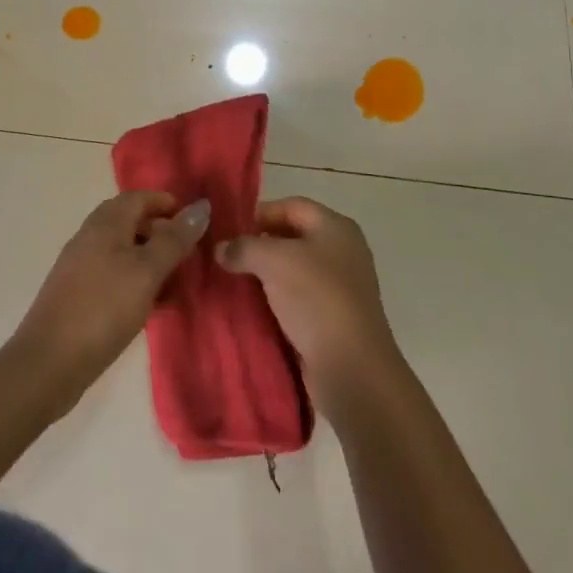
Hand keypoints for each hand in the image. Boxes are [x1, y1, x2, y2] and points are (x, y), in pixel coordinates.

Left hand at [10, 191, 209, 404]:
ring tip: (176, 285)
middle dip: (161, 233)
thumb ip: (174, 240)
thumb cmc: (103, 308)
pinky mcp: (78, 296)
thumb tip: (200, 206)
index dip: (166, 203)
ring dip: (151, 261)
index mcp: (105, 224)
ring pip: (123, 252)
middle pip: (130, 222)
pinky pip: (114, 277)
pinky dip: (136, 282)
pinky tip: (151, 307)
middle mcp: (90, 238)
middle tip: (189, 255)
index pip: (138, 197)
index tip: (194, 221)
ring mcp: (80, 267)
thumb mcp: (146, 272)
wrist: (49, 363)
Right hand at [215, 196, 398, 410]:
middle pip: (292, 237)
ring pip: (293, 270)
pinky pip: (298, 298)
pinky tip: (251, 307)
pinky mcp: (333, 317)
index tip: (229, 230)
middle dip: (259, 245)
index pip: (292, 206)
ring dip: (264, 275)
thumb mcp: (273, 261)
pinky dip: (275, 300)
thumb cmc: (316, 298)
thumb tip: (220, 249)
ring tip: (232, 281)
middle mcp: (342, 251)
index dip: (260, 213)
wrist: (351, 367)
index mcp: (336, 227)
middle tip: (226, 256)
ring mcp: (340, 286)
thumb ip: (243, 247)